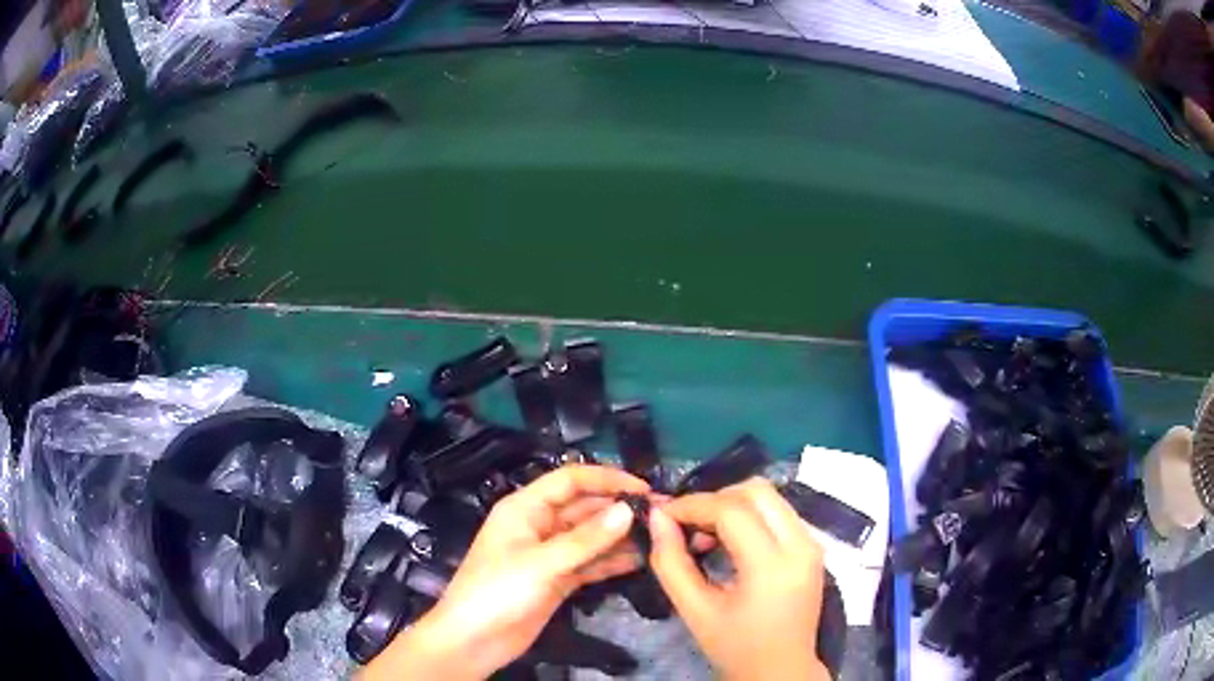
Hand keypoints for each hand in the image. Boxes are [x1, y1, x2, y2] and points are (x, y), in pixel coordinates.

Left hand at [361, 465, 649, 680]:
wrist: (475, 640)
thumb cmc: (497, 592)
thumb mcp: (541, 564)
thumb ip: (586, 540)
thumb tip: (627, 511)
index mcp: (525, 509)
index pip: (570, 480)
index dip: (606, 479)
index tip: (643, 488)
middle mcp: (539, 525)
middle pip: (584, 508)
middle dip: (619, 509)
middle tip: (661, 514)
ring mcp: (550, 554)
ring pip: (590, 536)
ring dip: (620, 535)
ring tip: (659, 536)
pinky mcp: (558, 579)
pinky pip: (590, 562)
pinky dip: (612, 560)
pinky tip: (641, 560)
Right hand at [649, 477, 830, 680]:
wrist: (781, 670)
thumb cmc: (735, 646)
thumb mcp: (694, 610)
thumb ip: (671, 563)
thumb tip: (657, 518)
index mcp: (772, 567)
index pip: (732, 511)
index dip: (692, 505)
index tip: (662, 515)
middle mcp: (801, 545)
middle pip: (757, 490)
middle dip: (715, 499)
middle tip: (687, 525)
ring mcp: (812, 543)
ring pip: (770, 496)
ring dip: (732, 505)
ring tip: (706, 536)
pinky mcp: (813, 546)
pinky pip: (778, 512)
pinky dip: (749, 515)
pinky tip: (729, 542)